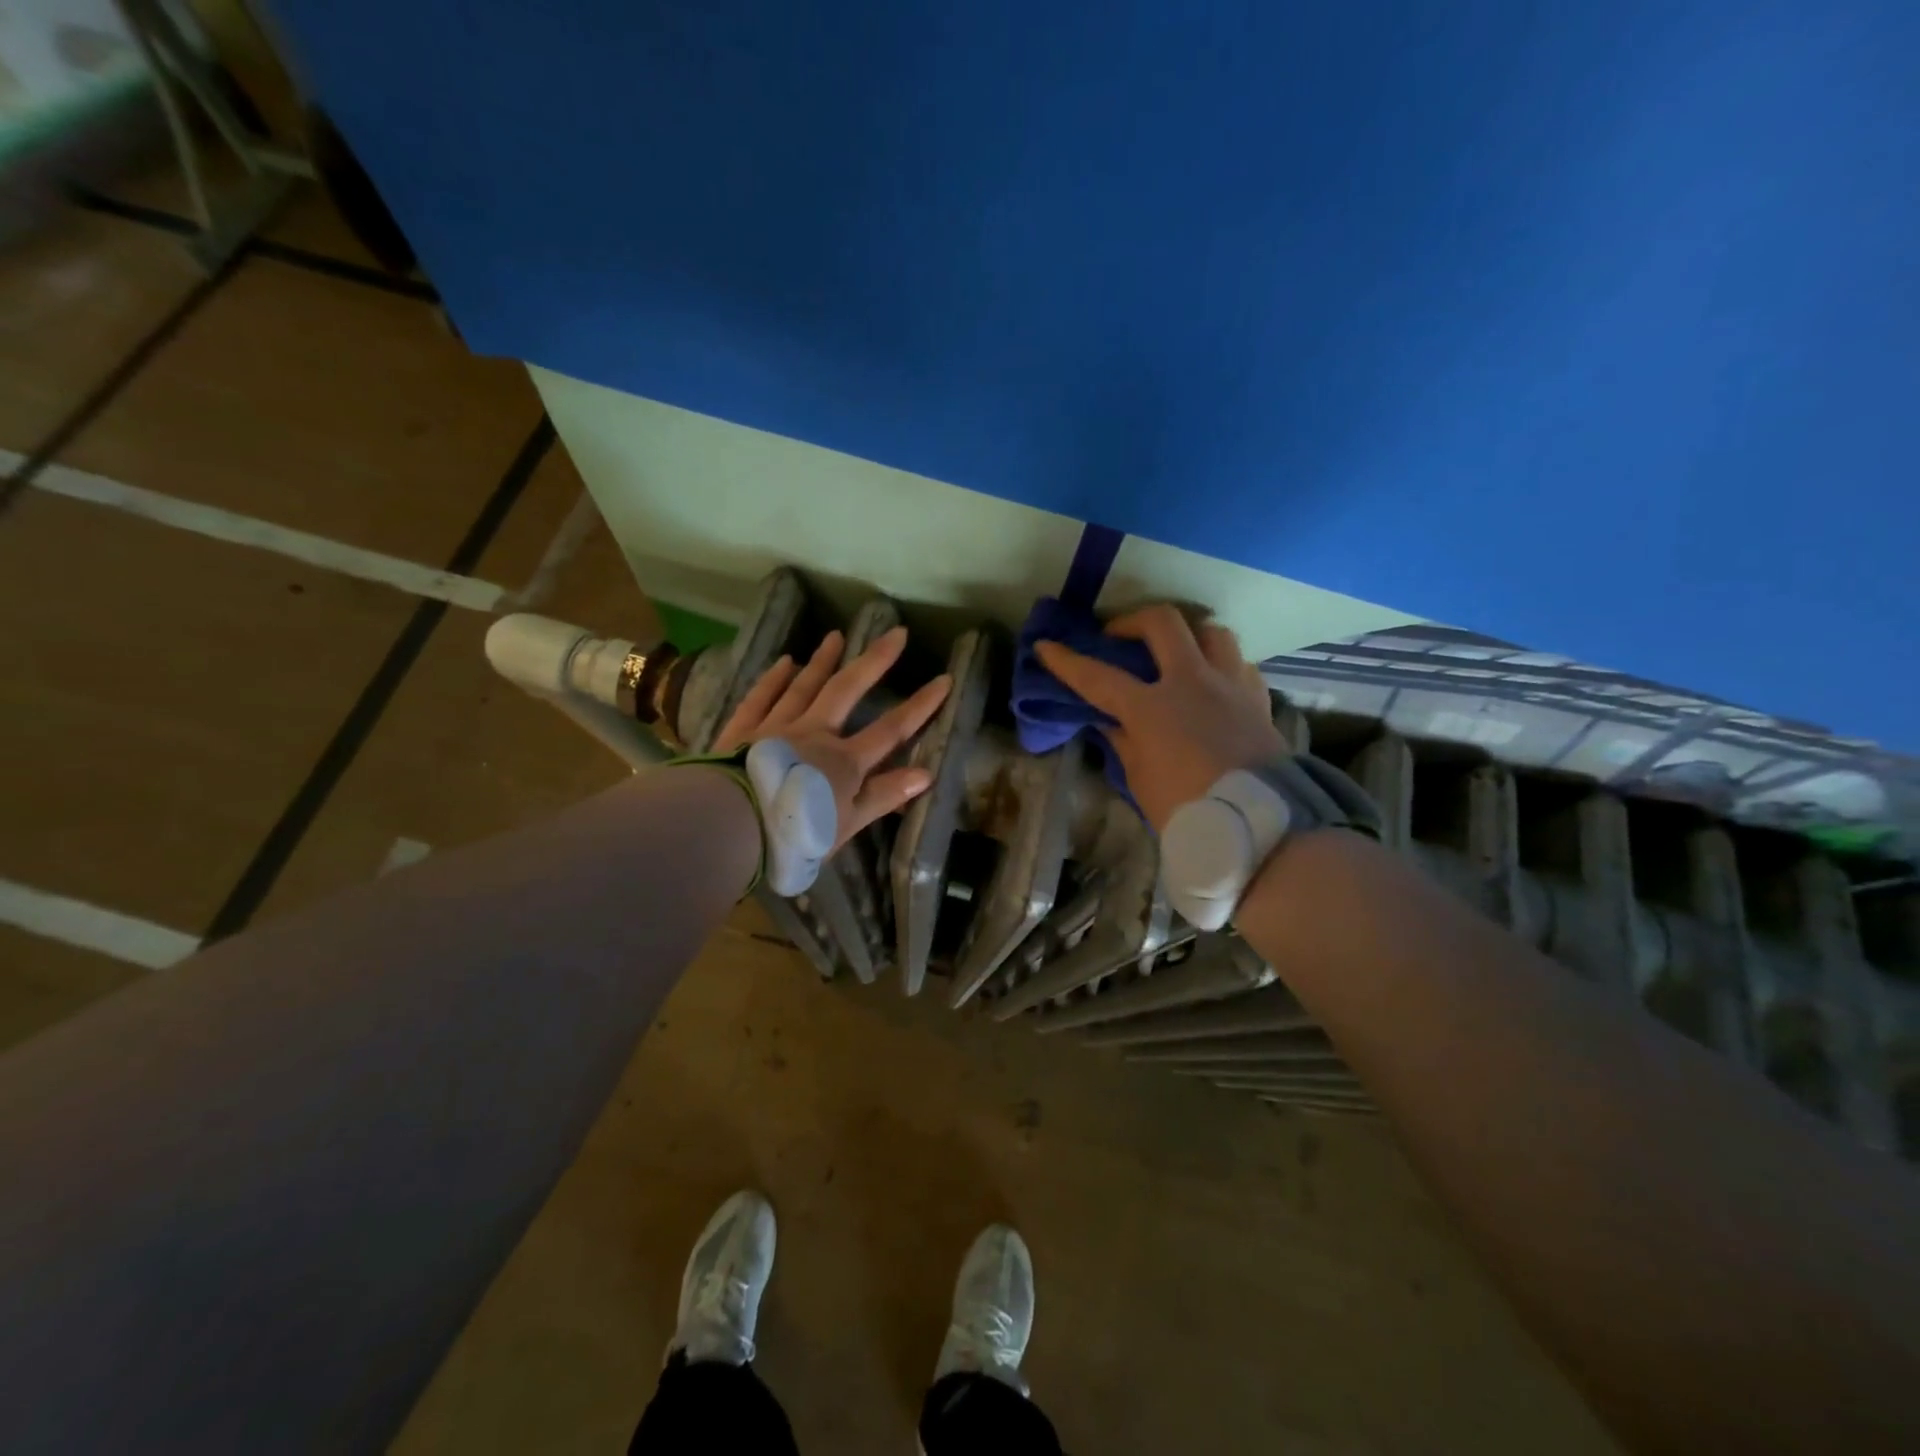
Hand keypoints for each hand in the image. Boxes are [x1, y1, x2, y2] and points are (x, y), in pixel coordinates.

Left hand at [713, 626, 951, 850]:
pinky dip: (774, 678)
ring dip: (823, 661)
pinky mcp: (742, 731)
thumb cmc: (794, 832)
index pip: (891, 730)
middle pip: (848, 690)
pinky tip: (786, 661)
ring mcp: (776, 727)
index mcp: (844, 761)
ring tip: (837, 635)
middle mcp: (814, 733)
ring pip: (804, 686)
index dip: (920, 706)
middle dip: (875, 661)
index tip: (944, 680)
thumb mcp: (846, 823)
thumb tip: (926, 773)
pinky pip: (761, 697)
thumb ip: (883, 796)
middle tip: (896, 633)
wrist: (732, 825)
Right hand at [1034, 604, 1283, 832]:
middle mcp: (1192, 682)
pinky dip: (1221, 665)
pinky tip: (1214, 682)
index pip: (1099, 677)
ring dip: (1188, 634)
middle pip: (1162, 623)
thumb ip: (1124, 742)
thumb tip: (1112, 722)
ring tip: (1176, 652)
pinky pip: (1239, 663)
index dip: (1067, 661)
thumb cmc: (1187, 808)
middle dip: (1132, 621)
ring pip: (1211, 631)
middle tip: (1118, 636)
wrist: (1259, 826)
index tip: (1047, 646)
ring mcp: (1229, 685)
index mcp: (1152, 707)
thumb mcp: (1141, 779)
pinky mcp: (1258, 699)